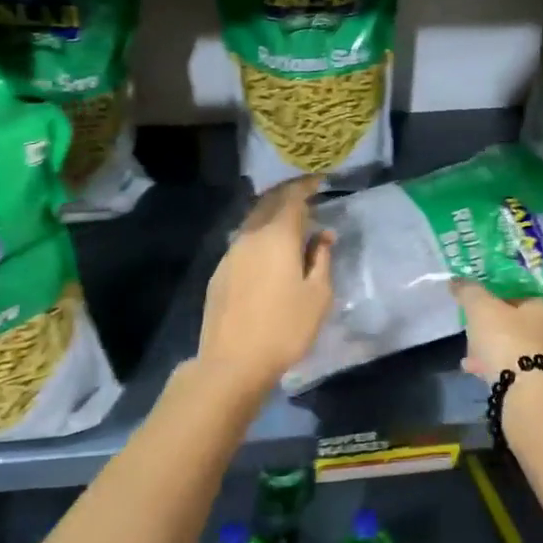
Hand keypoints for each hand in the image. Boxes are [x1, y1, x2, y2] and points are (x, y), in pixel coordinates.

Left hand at [196, 177, 333, 394]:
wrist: (232, 362)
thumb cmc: (285, 328)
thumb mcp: (318, 296)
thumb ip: (321, 259)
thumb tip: (322, 236)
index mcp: (277, 236)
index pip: (292, 198)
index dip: (306, 186)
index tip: (319, 180)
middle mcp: (250, 237)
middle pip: (268, 203)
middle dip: (287, 194)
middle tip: (305, 194)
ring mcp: (230, 254)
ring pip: (252, 222)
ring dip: (271, 214)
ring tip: (289, 222)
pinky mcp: (220, 273)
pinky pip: (243, 242)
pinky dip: (259, 235)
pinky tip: (267, 250)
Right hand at [452, 280, 542, 384]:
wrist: (525, 390)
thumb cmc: (507, 339)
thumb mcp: (481, 308)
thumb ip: (469, 291)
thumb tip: (456, 280)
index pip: (522, 296)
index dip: (500, 300)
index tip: (481, 307)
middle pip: (518, 325)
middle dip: (494, 328)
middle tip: (473, 331)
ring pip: (515, 349)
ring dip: (493, 350)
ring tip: (469, 355)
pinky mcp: (539, 383)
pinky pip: (513, 370)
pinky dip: (495, 368)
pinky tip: (475, 371)